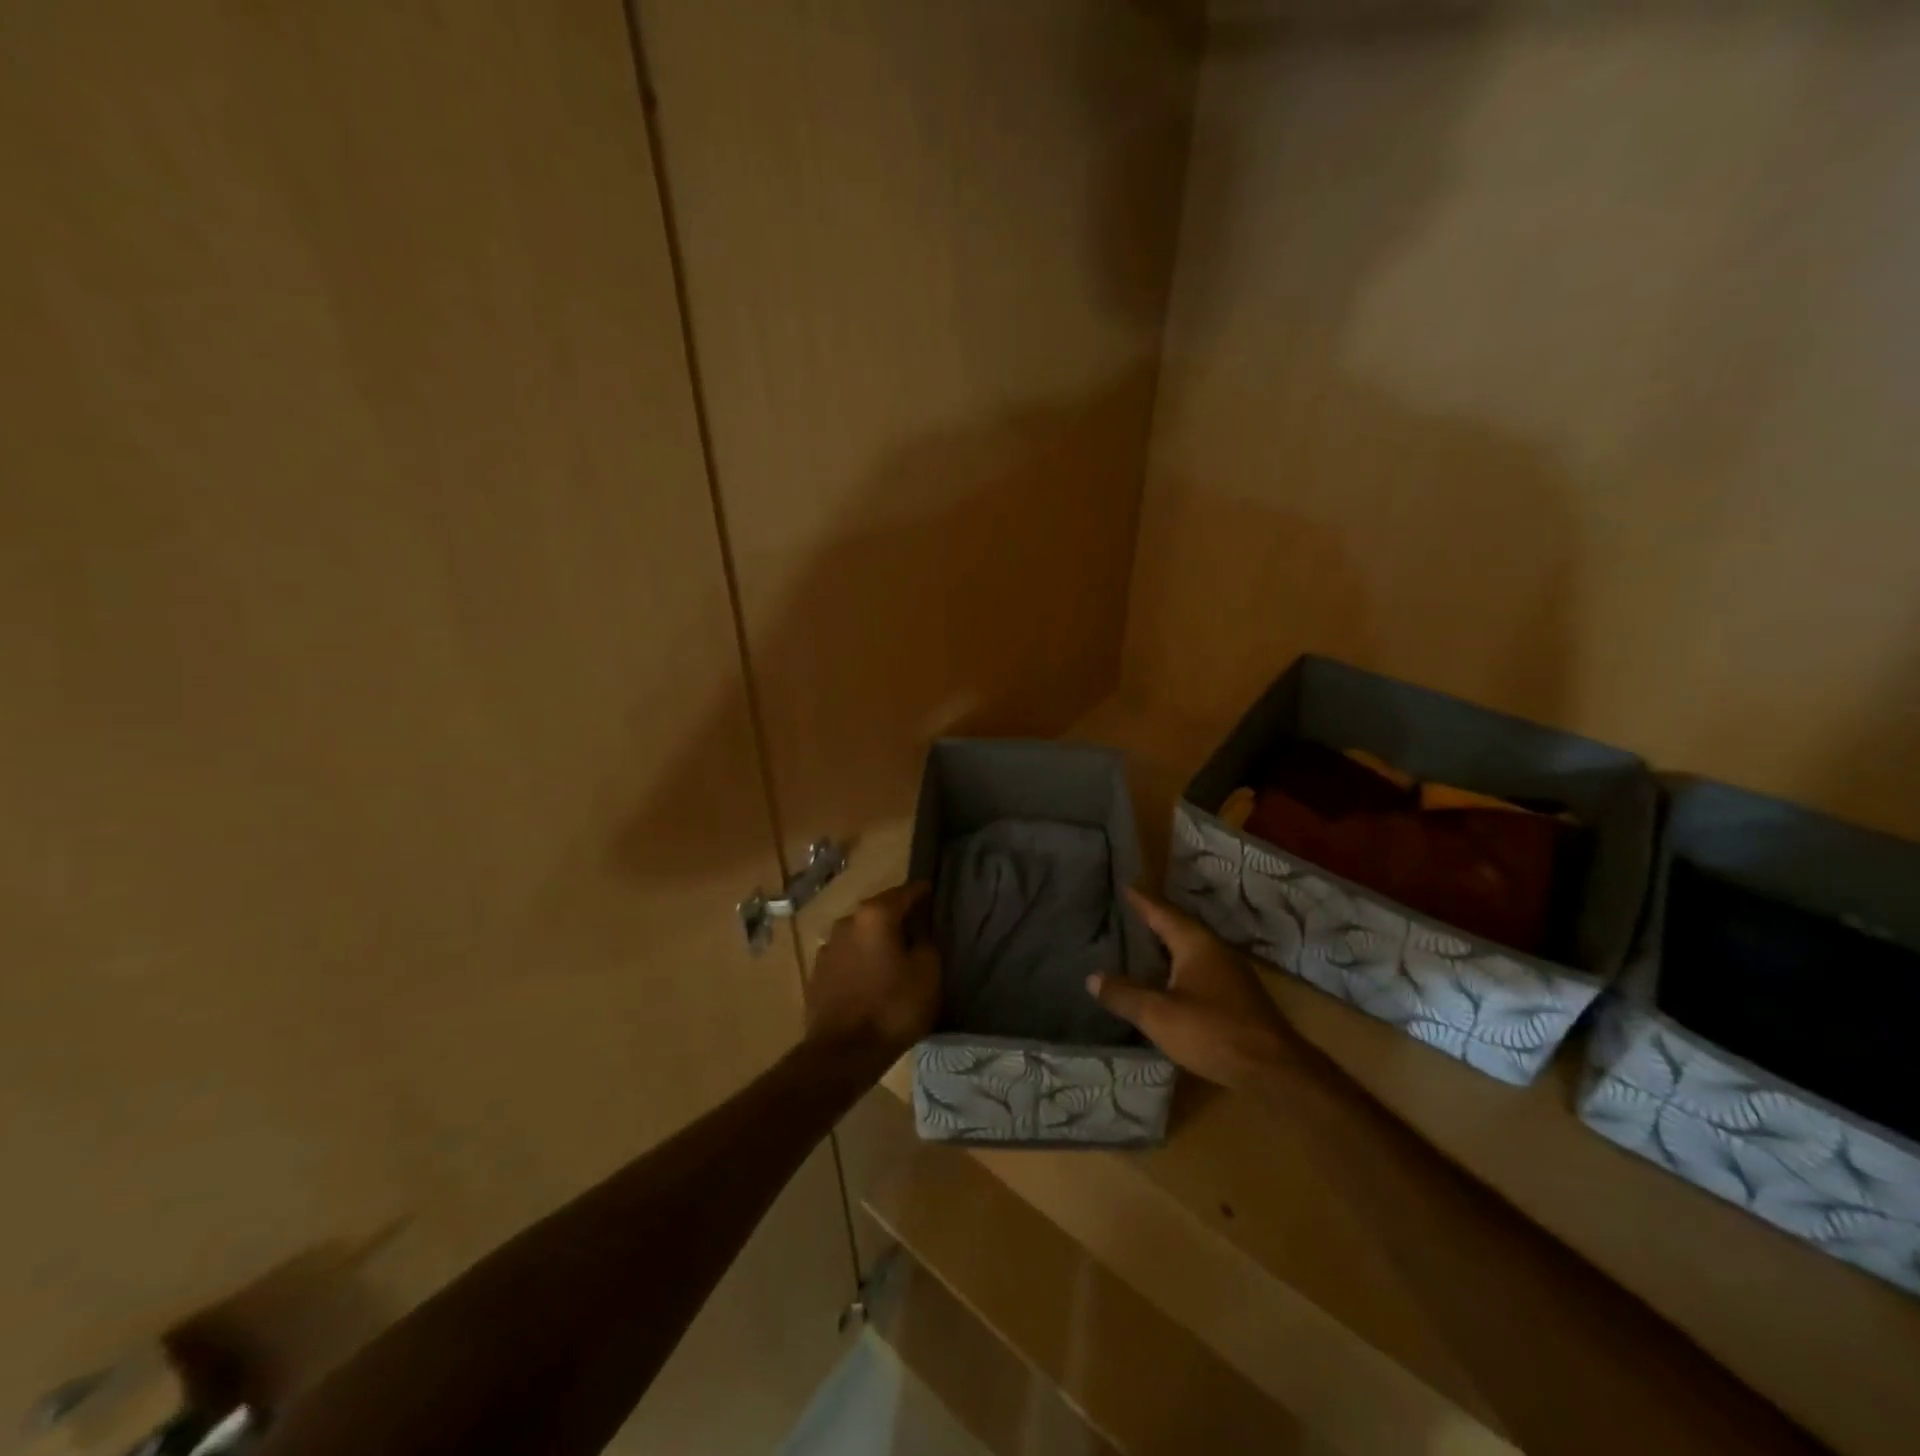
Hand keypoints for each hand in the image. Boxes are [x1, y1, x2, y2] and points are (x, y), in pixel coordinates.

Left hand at [805, 882, 940, 1063]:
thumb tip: (919, 931)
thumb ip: (927, 942)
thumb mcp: (927, 973)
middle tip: (920, 930)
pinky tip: (873, 977)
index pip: (907, 892)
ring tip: (895, 957)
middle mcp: (847, 921)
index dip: (924, 893)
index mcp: (875, 914)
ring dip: (878, 940)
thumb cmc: (892, 1007)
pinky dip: (862, 960)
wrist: (842, 1053)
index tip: (936, 895)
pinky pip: (848, 956)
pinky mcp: (818, 972)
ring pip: (862, 934)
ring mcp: (828, 946)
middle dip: (899, 917)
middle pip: (881, 911)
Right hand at [1087, 888, 1295, 1088]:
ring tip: (1136, 945)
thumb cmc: (1213, 1032)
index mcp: (1195, 943)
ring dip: (1164, 946)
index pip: (1161, 912)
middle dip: (1151, 920)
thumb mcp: (1159, 1015)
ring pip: (1189, 950)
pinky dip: (1176, 968)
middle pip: (1177, 927)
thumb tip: (1093, 977)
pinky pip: (1197, 970)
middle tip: (1123, 914)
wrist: (1274, 1071)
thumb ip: (1125, 994)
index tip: (1122, 885)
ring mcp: (1229, 974)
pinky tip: (1163, 981)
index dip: (1140, 900)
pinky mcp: (1236, 997)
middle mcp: (1214, 950)